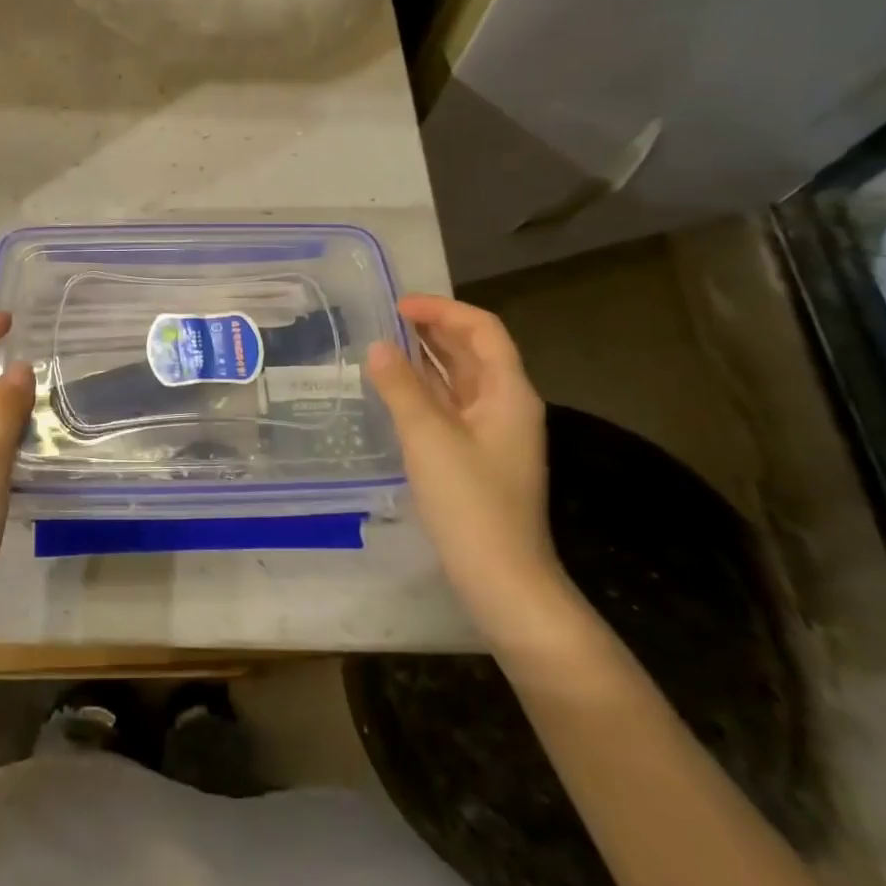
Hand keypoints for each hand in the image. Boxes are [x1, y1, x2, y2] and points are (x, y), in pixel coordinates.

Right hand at [366, 294, 568, 641]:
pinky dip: (424, 388)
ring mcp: (492, 432)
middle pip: (473, 351)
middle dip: (433, 329)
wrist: (502, 579)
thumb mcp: (428, 437)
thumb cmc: (470, 502)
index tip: (399, 306)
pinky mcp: (476, 455)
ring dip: (427, 357)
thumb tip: (378, 347)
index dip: (442, 310)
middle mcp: (505, 405)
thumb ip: (401, 387)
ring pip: (459, 379)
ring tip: (385, 343)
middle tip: (386, 318)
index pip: (482, 330)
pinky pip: (450, 405)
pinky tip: (395, 388)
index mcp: (508, 393)